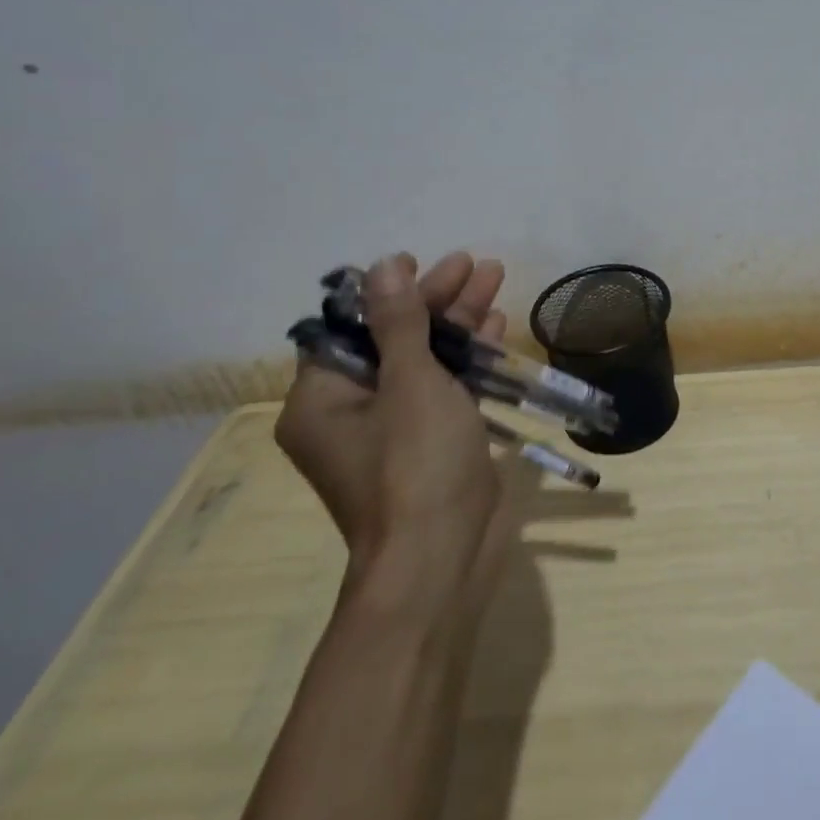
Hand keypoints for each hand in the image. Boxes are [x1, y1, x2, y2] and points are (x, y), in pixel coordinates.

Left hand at [274, 251, 516, 607]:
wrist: (441, 558)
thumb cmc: (416, 465)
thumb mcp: (410, 383)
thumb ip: (400, 323)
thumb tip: (382, 267)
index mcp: (323, 399)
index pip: (352, 327)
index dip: (388, 291)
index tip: (422, 262)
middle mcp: (351, 412)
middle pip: (394, 338)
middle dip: (436, 301)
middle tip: (473, 265)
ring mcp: (395, 430)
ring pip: (425, 362)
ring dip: (459, 323)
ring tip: (494, 280)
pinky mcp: (431, 445)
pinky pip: (445, 389)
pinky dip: (468, 360)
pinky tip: (496, 329)